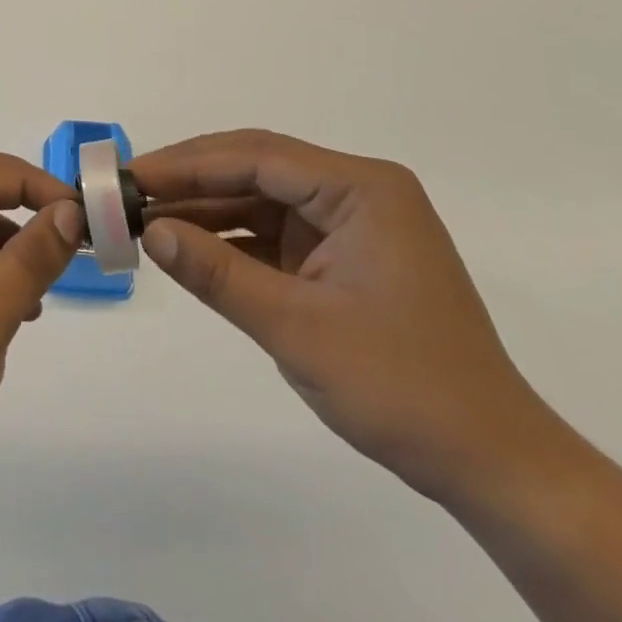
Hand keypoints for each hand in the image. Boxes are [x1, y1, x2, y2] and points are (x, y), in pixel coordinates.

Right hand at [132, 130, 555, 503]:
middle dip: (191, 178)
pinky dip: (231, 240)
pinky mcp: (341, 256)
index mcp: (360, 188)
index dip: (188, 163)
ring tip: (145, 217)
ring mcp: (349, 224)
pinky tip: (188, 246)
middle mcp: (356, 192)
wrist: (492, 465)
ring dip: (206, 208)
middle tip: (130, 190)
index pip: (257, 157)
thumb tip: (151, 231)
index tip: (132, 175)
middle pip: (257, 167)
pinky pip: (273, 233)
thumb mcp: (297, 328)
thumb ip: (218, 274)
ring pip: (260, 199)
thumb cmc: (403, 387)